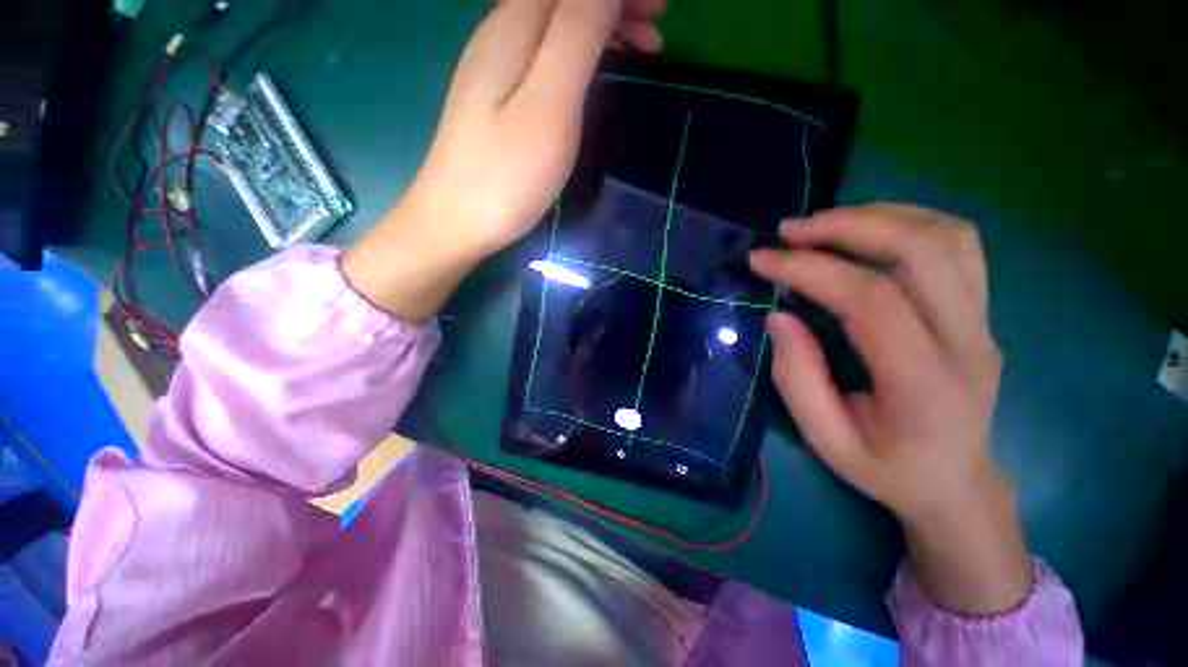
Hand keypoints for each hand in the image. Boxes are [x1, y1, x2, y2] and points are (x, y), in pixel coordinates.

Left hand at [344, 0, 665, 320]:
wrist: (455, 223)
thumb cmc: (506, 174)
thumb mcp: (549, 104)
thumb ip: (576, 35)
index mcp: (514, 27)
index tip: (660, 12)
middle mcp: (500, 34)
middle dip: (614, 4)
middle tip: (657, 33)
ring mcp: (496, 69)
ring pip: (556, 25)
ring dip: (601, 27)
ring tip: (640, 51)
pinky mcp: (498, 100)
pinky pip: (546, 56)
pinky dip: (579, 56)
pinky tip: (594, 76)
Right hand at [750, 204, 1032, 614]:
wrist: (956, 482)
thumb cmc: (886, 468)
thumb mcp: (826, 441)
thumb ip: (798, 378)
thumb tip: (779, 315)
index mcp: (924, 383)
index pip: (870, 299)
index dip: (809, 270)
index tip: (761, 260)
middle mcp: (968, 341)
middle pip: (920, 250)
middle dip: (845, 227)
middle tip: (789, 230)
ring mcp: (983, 320)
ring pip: (946, 235)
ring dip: (877, 216)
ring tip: (821, 225)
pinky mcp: (982, 310)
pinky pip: (957, 243)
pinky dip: (906, 221)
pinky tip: (865, 230)